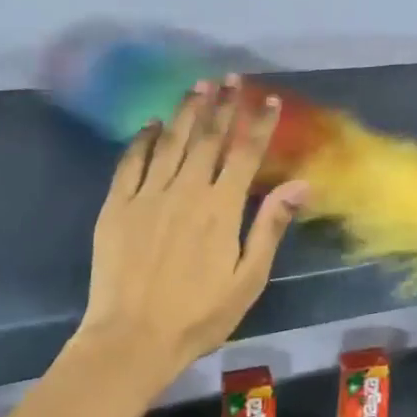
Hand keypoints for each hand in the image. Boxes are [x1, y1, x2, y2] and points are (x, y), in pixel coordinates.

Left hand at [79, 80, 308, 377]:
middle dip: (222, 106)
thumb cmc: (199, 315)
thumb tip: (301, 183)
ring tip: (198, 86)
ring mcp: (147, 195)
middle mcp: (185, 191)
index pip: (245, 154)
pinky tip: (150, 123)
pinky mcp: (116, 206)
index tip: (268, 100)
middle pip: (207, 138)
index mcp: (221, 209)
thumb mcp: (248, 278)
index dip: (258, 124)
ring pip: (170, 142)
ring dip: (186, 112)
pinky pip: (130, 162)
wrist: (132, 339)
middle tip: (230, 78)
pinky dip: (142, 139)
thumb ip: (270, 226)